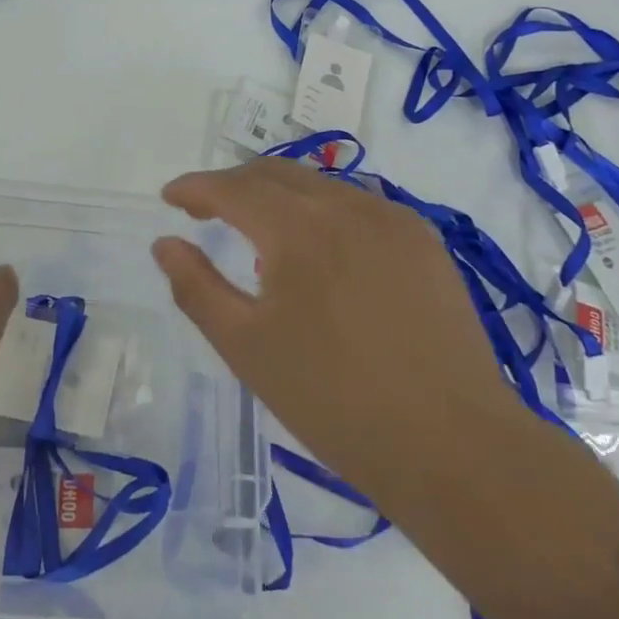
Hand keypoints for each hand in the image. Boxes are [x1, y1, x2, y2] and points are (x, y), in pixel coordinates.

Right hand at [151, 158, 521, 516]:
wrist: (453, 446)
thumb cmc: (335, 402)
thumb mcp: (247, 348)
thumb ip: (197, 287)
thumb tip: (165, 243)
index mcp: (297, 229)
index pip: (232, 187)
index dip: (195, 188)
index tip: (170, 197)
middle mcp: (346, 206)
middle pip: (275, 173)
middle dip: (233, 185)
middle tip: (206, 212)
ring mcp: (391, 218)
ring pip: (318, 184)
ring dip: (279, 196)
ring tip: (260, 231)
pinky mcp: (423, 239)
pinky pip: (358, 205)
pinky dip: (323, 211)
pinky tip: (322, 250)